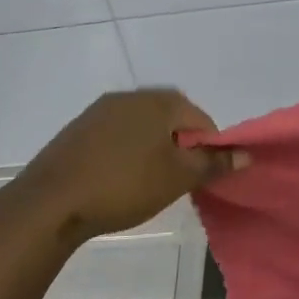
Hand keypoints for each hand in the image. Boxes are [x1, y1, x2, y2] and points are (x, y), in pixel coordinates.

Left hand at [6, 88, 239, 244]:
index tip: (202, 178)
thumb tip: (247, 154)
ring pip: (142, 127)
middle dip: (181, 148)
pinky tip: (120, 179)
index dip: (210, 149)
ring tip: (150, 183)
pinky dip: (127, 153)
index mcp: (158, 101)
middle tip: (178, 181)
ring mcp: (99, 110)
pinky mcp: (78, 129)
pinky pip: (116, 135)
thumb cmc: (125, 185)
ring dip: (154, 150)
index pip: (201, 120)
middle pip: (171, 119)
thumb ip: (214, 163)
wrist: (52, 201)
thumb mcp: (178, 178)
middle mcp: (129, 96)